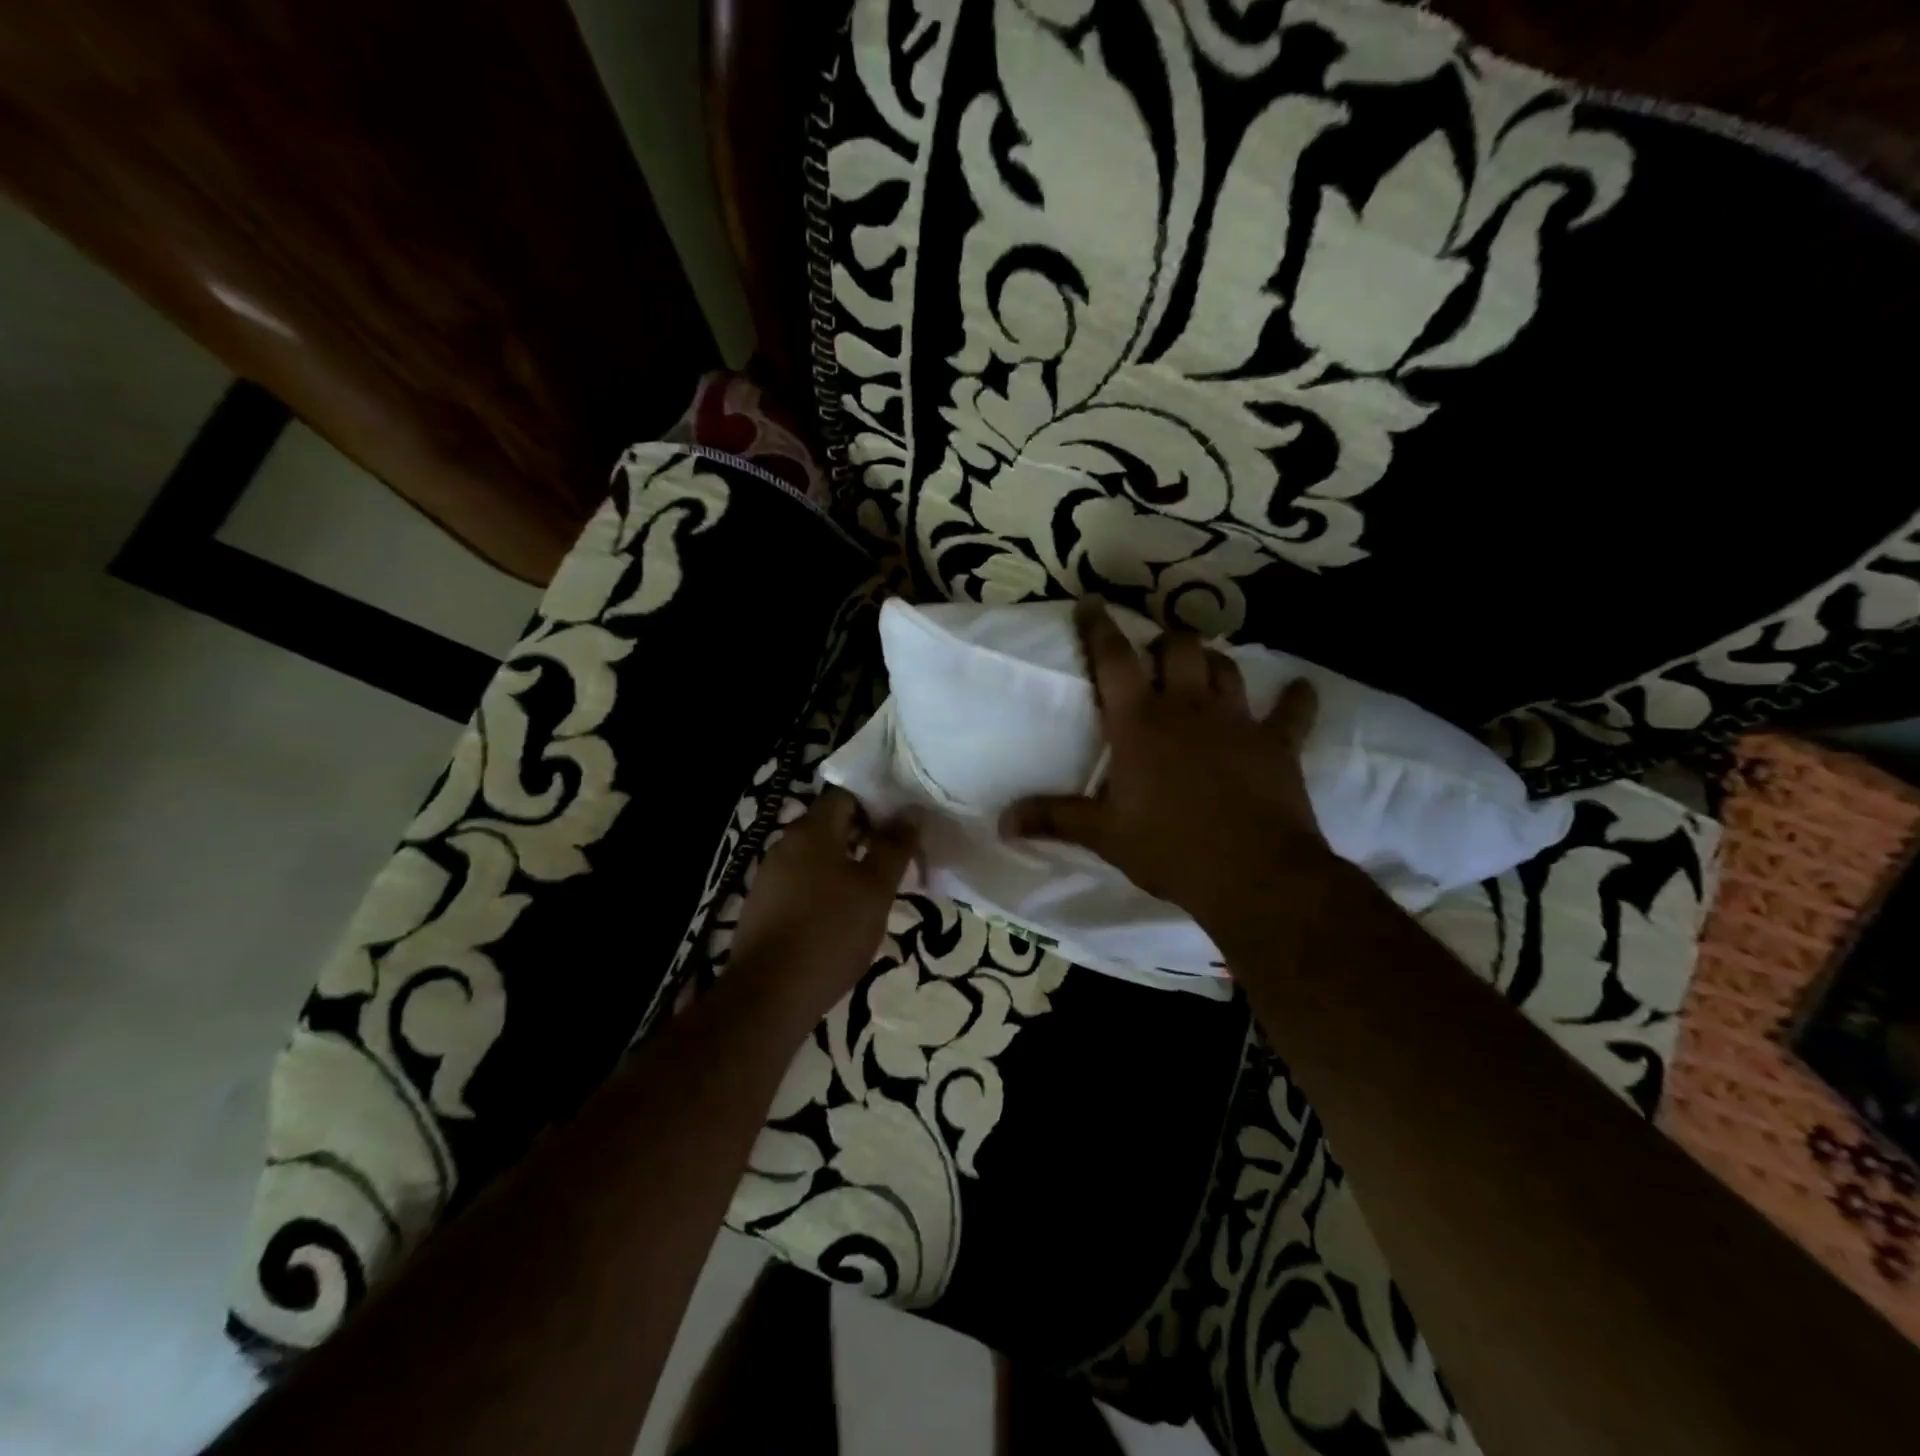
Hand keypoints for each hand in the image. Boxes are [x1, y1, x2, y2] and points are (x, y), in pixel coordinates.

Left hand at [730, 788, 917, 1018]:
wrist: (768, 995)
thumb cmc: (830, 932)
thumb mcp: (875, 889)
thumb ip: (894, 847)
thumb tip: (911, 812)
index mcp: (811, 830)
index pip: (847, 795)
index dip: (877, 805)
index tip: (902, 828)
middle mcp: (785, 843)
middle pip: (831, 825)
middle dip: (865, 838)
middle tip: (896, 863)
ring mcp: (769, 876)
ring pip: (816, 857)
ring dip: (846, 866)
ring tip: (874, 893)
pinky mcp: (762, 907)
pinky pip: (801, 883)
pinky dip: (824, 890)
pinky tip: (841, 918)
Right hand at [999, 599, 1332, 933]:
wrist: (1252, 874)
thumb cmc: (1169, 848)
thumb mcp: (1103, 835)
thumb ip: (1053, 819)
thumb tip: (1002, 823)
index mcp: (1139, 722)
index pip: (1113, 659)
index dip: (1099, 628)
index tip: (1092, 603)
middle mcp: (1187, 708)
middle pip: (1179, 648)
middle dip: (1165, 642)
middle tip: (1155, 655)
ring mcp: (1237, 721)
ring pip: (1226, 667)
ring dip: (1212, 662)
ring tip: (1203, 668)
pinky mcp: (1278, 743)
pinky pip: (1293, 711)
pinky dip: (1296, 699)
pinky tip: (1299, 690)